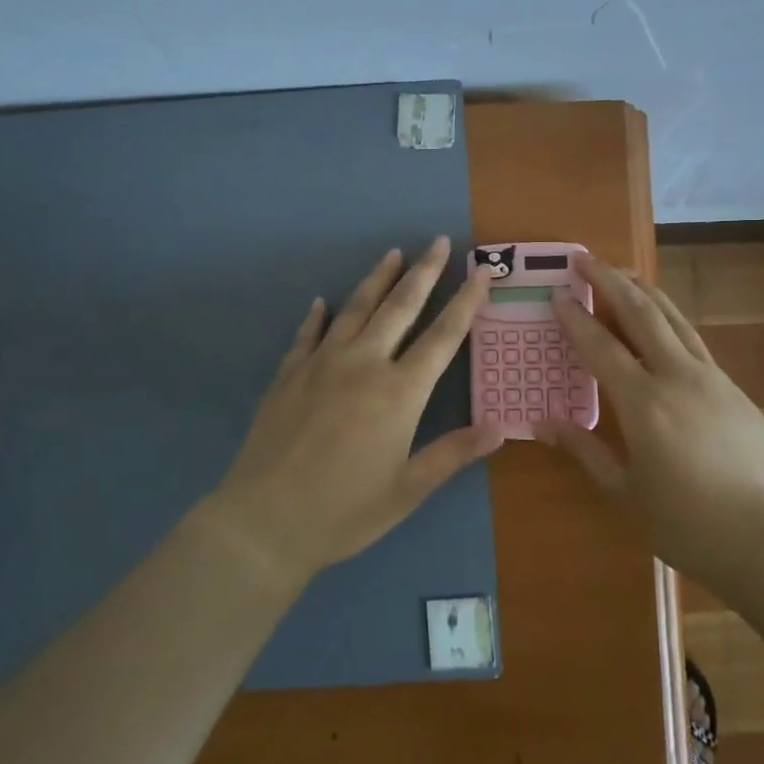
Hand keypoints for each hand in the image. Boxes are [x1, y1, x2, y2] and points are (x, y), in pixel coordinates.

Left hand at [202, 238, 502, 586]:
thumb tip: (500, 427)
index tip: (481, 271)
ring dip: (377, 279)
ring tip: (392, 253)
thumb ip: (453, 453)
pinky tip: (321, 302)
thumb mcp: (407, 490)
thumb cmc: (344, 511)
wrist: (263, 522)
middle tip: (437, 241)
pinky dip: (317, 316)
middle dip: (424, 272)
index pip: (443, 336)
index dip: (465, 301)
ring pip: (356, 309)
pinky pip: (307, 335)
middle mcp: (363, 364)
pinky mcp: (289, 375)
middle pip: (400, 307)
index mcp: (399, 392)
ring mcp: (321, 364)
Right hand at [533, 254, 763, 588]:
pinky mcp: (734, 388)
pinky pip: (694, 340)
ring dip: (644, 290)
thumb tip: (544, 424)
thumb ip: (585, 452)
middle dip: (611, 280)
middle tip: (586, 258)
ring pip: (673, 318)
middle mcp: (677, 377)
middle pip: (641, 313)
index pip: (601, 346)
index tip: (557, 293)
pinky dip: (671, 319)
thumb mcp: (626, 494)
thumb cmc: (689, 525)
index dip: (576, 317)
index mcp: (644, 403)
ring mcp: (711, 378)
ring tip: (623, 272)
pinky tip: (663, 322)